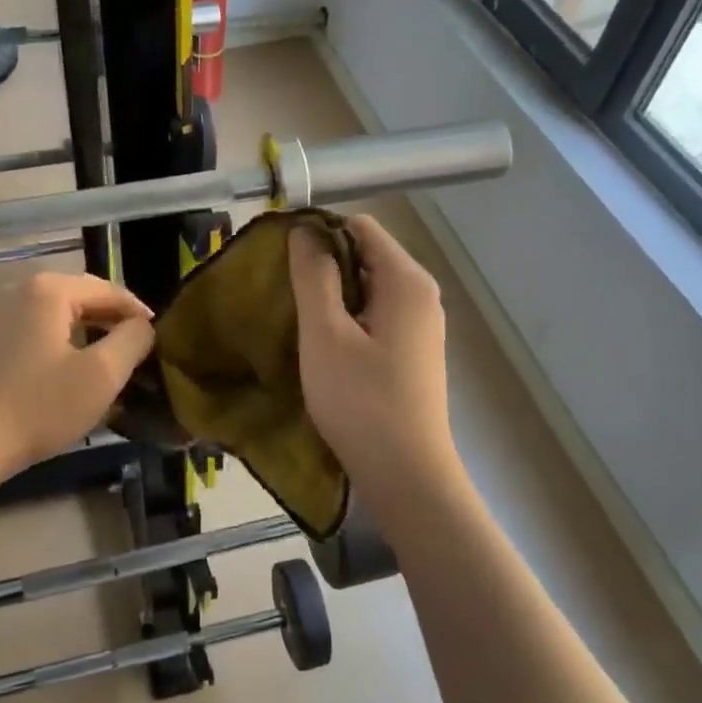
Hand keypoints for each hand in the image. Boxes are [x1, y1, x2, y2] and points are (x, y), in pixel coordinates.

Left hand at [0, 270, 154, 480]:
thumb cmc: (40, 406)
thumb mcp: (102, 375)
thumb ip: (133, 340)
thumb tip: (143, 326)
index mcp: (50, 289)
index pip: (110, 291)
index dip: (139, 314)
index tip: (160, 340)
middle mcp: (23, 290)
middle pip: (85, 299)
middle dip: (115, 323)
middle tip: (140, 352)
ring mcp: (3, 315)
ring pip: (63, 316)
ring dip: (91, 334)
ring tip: (114, 362)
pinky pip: (42, 331)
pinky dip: (66, 344)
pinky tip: (76, 371)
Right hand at [289, 214, 459, 505]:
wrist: (406, 476)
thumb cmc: (361, 401)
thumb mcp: (325, 334)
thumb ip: (313, 276)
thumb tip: (304, 230)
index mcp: (406, 281)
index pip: (359, 226)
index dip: (317, 233)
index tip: (280, 258)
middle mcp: (421, 294)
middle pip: (365, 255)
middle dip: (322, 265)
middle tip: (281, 291)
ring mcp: (421, 325)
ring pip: (368, 288)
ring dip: (331, 295)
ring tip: (296, 318)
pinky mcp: (413, 352)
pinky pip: (375, 315)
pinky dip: (347, 319)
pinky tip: (323, 345)